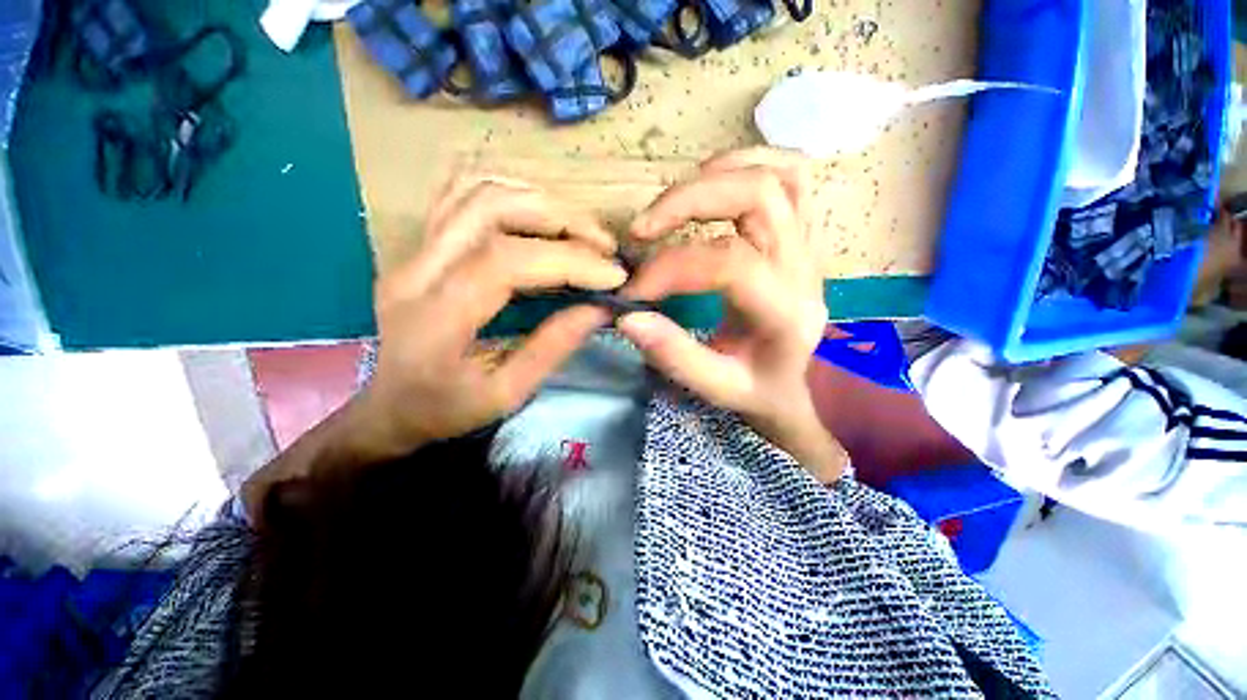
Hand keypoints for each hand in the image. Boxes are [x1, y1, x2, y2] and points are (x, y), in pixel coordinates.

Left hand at [360, 176, 624, 454]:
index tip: (612, 276)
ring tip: (581, 231)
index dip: (569, 260)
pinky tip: (540, 216)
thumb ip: (553, 347)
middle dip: (562, 219)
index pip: (507, 261)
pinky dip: (510, 194)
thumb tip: (600, 308)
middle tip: (604, 246)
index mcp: (435, 318)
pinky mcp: (419, 244)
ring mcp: (412, 249)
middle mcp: (416, 270)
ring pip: (476, 189)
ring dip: (540, 201)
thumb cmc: (446, 410)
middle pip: (490, 207)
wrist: (390, 406)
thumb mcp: (507, 394)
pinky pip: (462, 194)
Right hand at [617, 148, 846, 481]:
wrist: (794, 383)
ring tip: (670, 204)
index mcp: (785, 313)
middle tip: (642, 228)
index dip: (671, 267)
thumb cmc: (756, 389)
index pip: (729, 263)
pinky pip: (791, 174)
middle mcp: (804, 268)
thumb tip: (628, 316)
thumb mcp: (715, 388)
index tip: (634, 289)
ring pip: (778, 173)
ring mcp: (809, 244)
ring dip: (716, 176)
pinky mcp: (802, 234)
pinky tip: (711, 185)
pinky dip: (746, 165)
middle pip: (758, 195)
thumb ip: (674, 356)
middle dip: (689, 200)